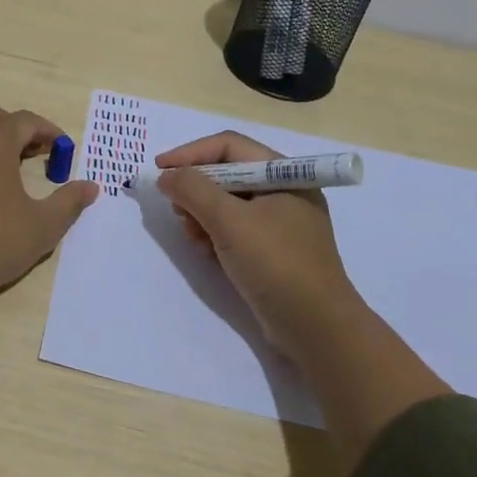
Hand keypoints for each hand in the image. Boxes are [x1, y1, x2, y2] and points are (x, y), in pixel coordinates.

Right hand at [156, 131, 359, 355]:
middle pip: (227, 173)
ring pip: (229, 203)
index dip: (190, 153)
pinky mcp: (274, 251)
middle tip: (176, 208)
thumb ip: (193, 190)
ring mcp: (281, 224)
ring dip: (203, 214)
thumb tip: (167, 176)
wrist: (316, 329)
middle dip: (196, 189)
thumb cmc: (276, 264)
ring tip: (192, 235)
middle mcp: (285, 192)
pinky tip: (207, 252)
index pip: (229, 146)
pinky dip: (216, 234)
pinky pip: (236, 229)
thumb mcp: (229, 221)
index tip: (160, 169)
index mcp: (284, 174)